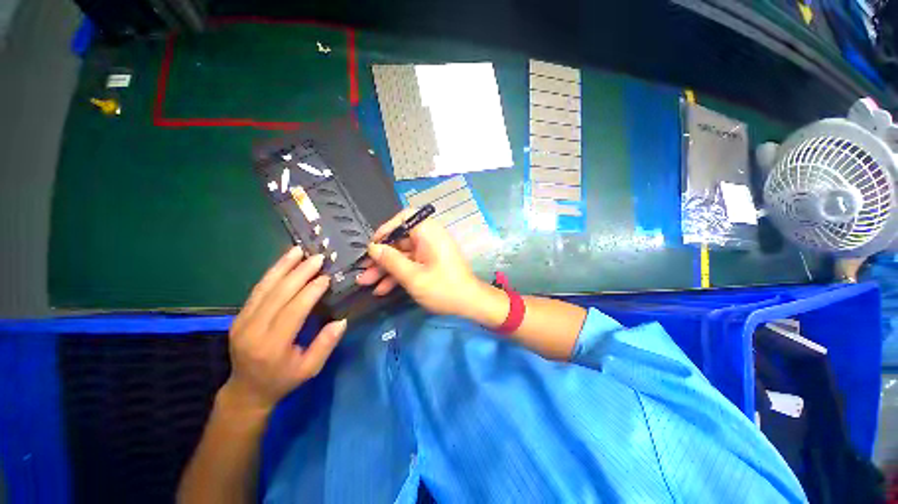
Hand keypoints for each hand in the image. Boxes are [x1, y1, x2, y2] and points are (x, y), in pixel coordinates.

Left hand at [224, 248, 346, 412]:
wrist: (246, 390)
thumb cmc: (283, 380)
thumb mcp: (310, 369)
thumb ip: (325, 345)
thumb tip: (341, 321)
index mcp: (272, 346)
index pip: (293, 311)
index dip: (310, 292)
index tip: (326, 277)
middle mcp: (253, 330)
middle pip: (278, 295)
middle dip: (299, 273)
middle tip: (317, 257)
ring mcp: (242, 321)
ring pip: (264, 288)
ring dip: (283, 266)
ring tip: (298, 250)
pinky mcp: (239, 316)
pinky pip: (257, 290)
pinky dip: (271, 273)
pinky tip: (283, 261)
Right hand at [356, 209, 489, 318]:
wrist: (470, 304)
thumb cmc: (443, 288)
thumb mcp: (413, 276)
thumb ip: (391, 261)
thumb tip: (373, 248)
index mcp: (428, 233)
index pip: (405, 218)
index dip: (387, 228)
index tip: (373, 245)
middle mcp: (429, 238)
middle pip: (400, 240)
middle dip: (381, 256)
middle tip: (363, 270)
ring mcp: (430, 251)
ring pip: (403, 255)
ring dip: (386, 268)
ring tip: (366, 283)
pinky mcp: (430, 263)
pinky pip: (411, 264)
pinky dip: (398, 274)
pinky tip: (382, 289)